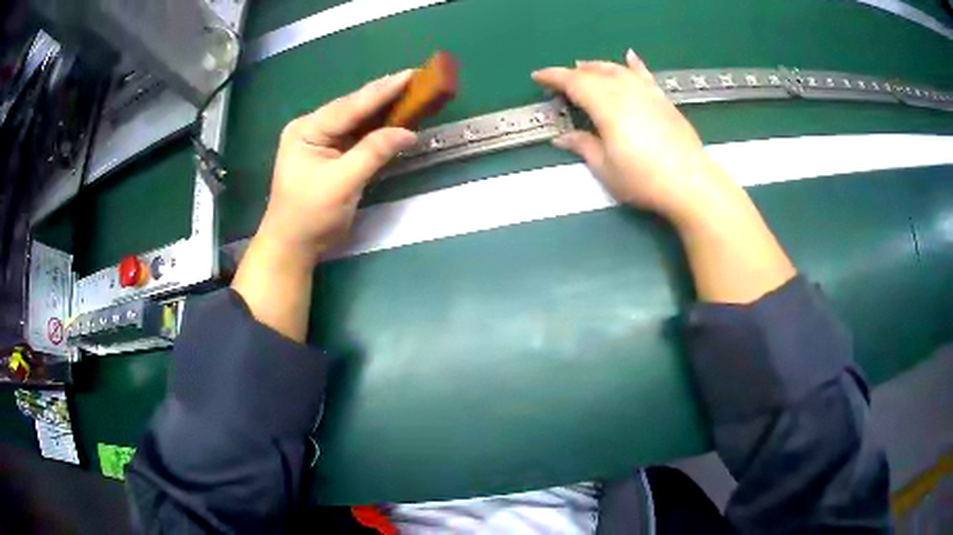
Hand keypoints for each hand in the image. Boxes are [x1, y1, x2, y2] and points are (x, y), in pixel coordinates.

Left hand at [257, 70, 417, 266]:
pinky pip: (357, 135)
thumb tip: (409, 133)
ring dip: (383, 110)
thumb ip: (373, 153)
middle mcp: (312, 128)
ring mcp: (320, 141)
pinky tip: (394, 118)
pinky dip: (377, 128)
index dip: (382, 91)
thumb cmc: (310, 216)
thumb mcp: (342, 183)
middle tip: (416, 79)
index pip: (350, 106)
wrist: (292, 246)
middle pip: (353, 108)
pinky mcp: (329, 154)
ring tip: (411, 93)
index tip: (410, 75)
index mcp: (307, 130)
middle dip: (384, 95)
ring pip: (356, 120)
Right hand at [534, 51, 794, 302]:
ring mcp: (647, 93)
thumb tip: (562, 138)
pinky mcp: (663, 101)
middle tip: (560, 79)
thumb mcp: (606, 168)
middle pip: (595, 73)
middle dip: (573, 73)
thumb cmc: (643, 179)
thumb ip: (583, 146)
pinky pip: (645, 76)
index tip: (537, 77)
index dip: (553, 77)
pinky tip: (630, 57)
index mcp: (606, 106)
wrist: (690, 182)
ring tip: (585, 67)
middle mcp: (625, 91)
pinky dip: (634, 65)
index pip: (574, 82)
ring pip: (617, 70)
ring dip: (598, 66)